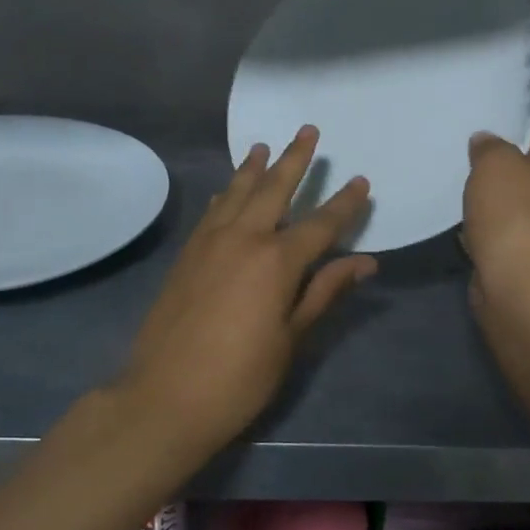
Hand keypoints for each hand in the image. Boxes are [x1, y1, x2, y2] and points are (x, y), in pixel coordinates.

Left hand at [121, 126, 375, 449]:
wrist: (163, 398)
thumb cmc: (239, 377)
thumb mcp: (291, 338)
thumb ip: (324, 291)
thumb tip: (366, 262)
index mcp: (277, 261)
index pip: (321, 223)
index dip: (344, 203)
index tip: (361, 181)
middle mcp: (243, 238)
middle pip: (274, 189)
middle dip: (294, 159)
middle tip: (308, 131)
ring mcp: (209, 243)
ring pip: (237, 193)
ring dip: (253, 168)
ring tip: (263, 145)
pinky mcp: (186, 255)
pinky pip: (211, 212)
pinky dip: (226, 195)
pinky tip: (228, 190)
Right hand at [463, 127, 529, 332]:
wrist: (521, 294)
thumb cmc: (517, 219)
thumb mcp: (496, 164)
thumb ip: (488, 145)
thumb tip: (485, 144)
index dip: (503, 134)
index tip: (472, 138)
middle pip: (523, 168)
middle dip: (491, 169)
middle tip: (461, 163)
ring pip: (509, 200)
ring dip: (485, 201)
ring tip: (461, 195)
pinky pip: (501, 229)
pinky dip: (483, 228)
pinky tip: (465, 226)